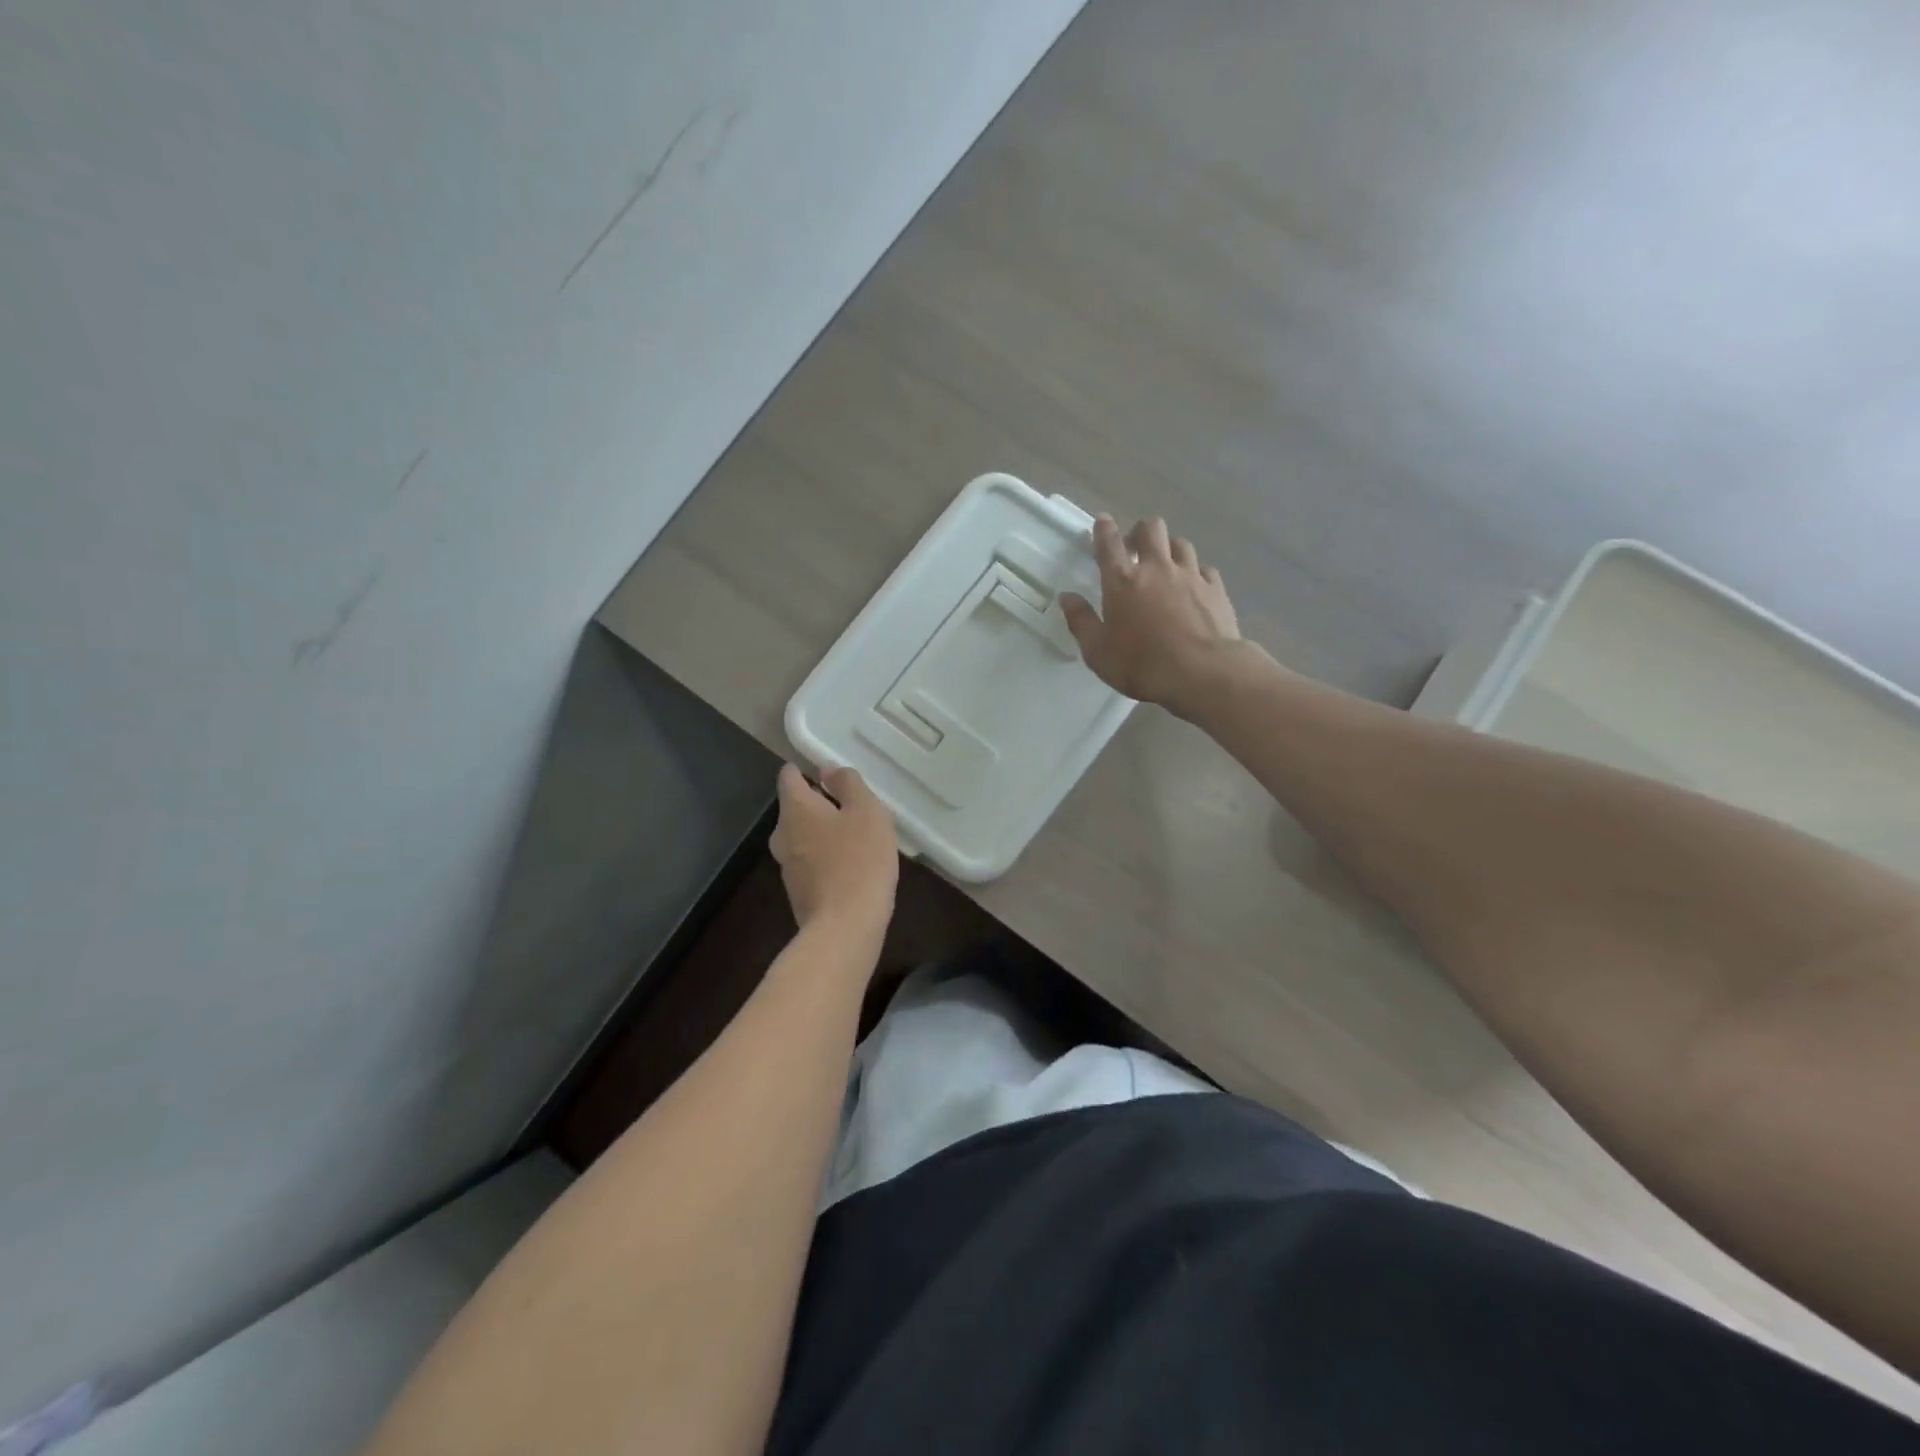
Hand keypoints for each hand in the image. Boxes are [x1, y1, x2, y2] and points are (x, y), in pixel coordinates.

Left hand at [771, 764, 898, 942]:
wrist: (846, 927)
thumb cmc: (859, 860)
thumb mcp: (867, 811)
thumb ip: (848, 783)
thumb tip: (827, 770)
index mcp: (795, 809)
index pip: (789, 776)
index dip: (808, 770)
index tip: (835, 778)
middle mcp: (782, 834)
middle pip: (797, 807)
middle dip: (823, 804)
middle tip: (858, 811)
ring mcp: (787, 865)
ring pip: (805, 836)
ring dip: (826, 833)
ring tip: (861, 840)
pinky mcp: (798, 891)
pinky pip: (811, 862)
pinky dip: (827, 859)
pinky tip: (854, 869)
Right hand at [1060, 515, 1241, 714]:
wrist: (1202, 672)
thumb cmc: (1142, 664)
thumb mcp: (1097, 652)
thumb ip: (1081, 621)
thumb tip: (1067, 597)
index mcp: (1122, 581)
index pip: (1109, 543)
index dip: (1103, 529)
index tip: (1102, 521)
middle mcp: (1156, 568)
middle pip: (1151, 528)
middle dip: (1140, 531)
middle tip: (1135, 548)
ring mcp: (1190, 575)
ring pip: (1180, 543)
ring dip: (1169, 549)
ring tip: (1165, 565)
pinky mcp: (1215, 589)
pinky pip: (1204, 568)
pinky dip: (1196, 572)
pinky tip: (1194, 587)